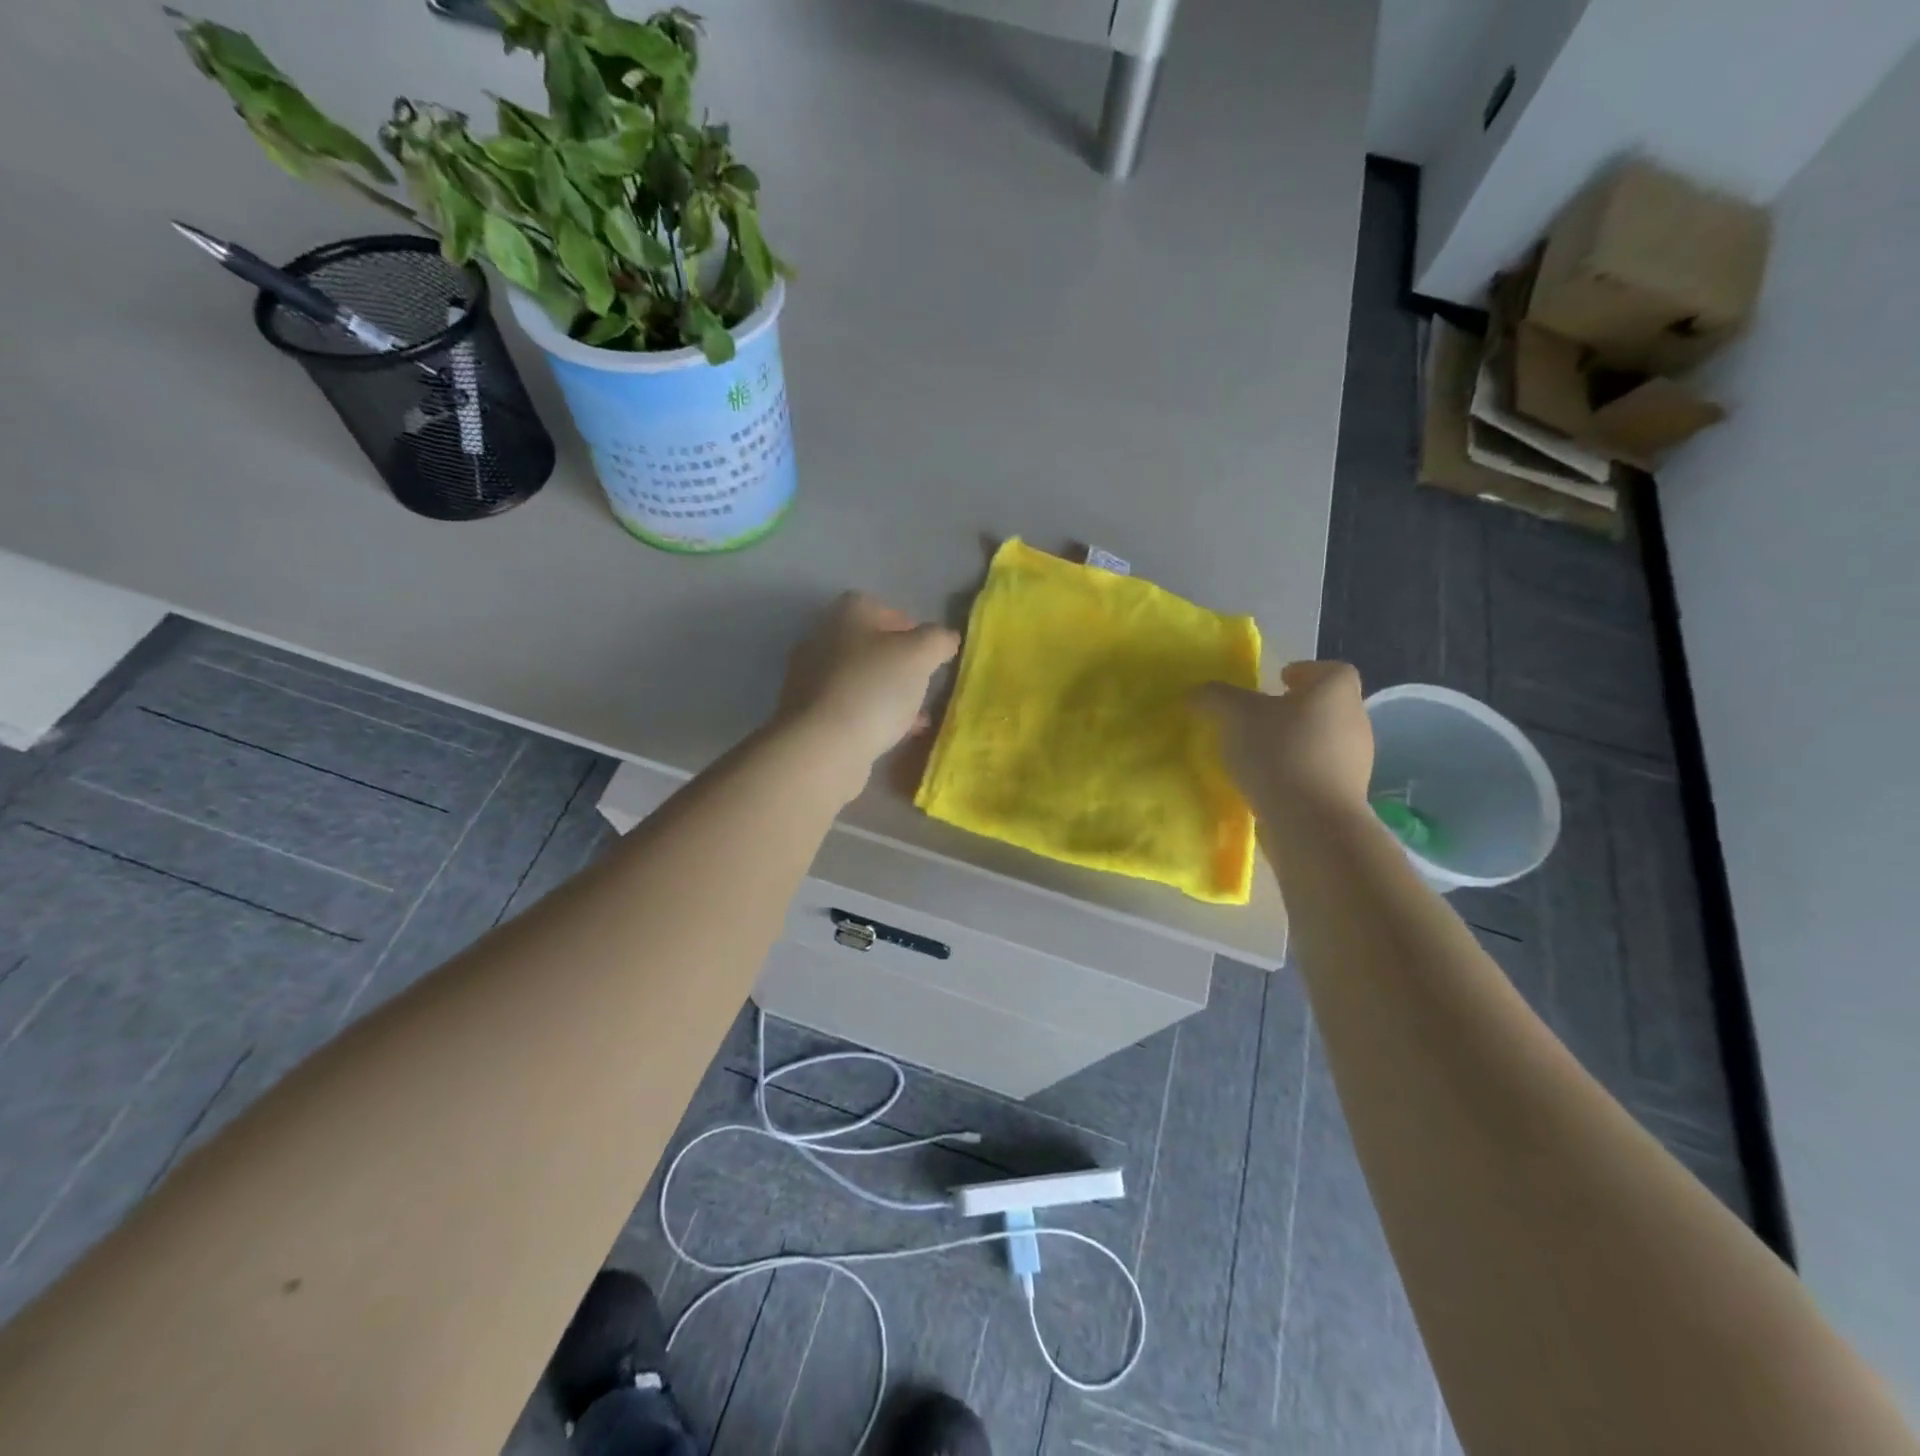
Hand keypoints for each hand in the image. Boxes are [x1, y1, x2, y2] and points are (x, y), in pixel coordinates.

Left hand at [775, 592, 959, 792]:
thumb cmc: (873, 689)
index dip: (905, 623)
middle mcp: (821, 641)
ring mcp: (810, 680)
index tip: (928, 648)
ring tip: (915, 714)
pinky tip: (895, 735)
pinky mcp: (808, 716)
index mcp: (845, 616)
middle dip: (897, 662)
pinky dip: (872, 716)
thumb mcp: (919, 656)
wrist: (823, 747)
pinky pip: (849, 708)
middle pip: (866, 644)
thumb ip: (937, 640)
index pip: (877, 606)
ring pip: (859, 679)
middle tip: (923, 681)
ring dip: (887, 692)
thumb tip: (946, 638)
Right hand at [1192, 661, 1373, 820]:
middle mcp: (1355, 719)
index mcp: (1336, 690)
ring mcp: (1357, 760)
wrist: (1311, 822)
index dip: (1304, 672)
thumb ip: (1216, 697)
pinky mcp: (1346, 794)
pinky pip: (1318, 773)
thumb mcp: (1235, 715)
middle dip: (1294, 709)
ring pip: (1322, 740)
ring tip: (1259, 754)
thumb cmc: (1279, 752)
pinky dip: (1297, 773)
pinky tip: (1269, 783)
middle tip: (1259, 718)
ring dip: (1295, 743)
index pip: (1329, 670)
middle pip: (1324, 706)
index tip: (1277, 682)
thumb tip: (1198, 692)